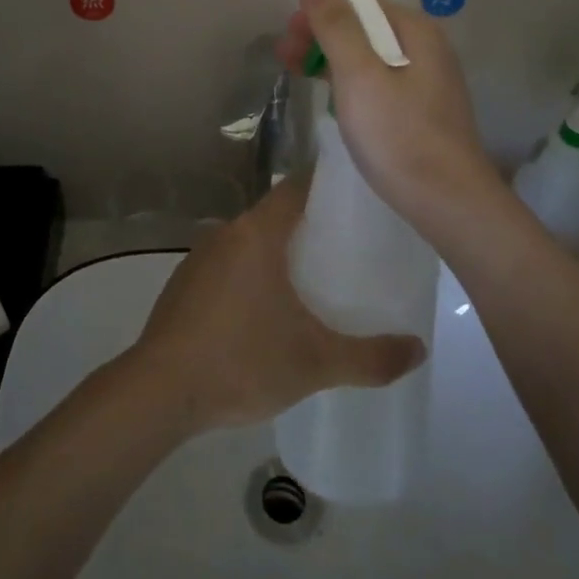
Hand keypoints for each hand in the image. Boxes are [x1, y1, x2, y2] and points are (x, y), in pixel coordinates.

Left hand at [127, 176, 426, 432]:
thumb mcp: (316, 363)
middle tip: (350, 247)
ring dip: (279, 252)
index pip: (298, 188)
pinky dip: (252, 273)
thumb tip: (419, 349)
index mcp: (257, 233)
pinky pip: (229, 264)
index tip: (359, 199)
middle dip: (311, 225)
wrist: (159, 391)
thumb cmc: (242, 361)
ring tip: (315, 278)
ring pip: (250, 241)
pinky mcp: (184, 284)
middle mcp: (226, 232)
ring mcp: (200, 257)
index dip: (329, 187)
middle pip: (276, 214)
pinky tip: (266, 309)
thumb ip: (371, 357)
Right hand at [277, 0, 503, 240]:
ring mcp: (424, 79)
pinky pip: (377, 80)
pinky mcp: (419, 109)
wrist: (448, 202)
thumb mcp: (359, 74)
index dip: (320, 7)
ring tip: (295, 73)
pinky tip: (331, 96)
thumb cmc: (399, 134)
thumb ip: (336, 24)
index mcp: (414, 30)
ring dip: (330, 57)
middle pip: (364, 25)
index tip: (288, 32)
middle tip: (284, 56)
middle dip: (321, 33)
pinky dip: (349, 81)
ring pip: (368, 54)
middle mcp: (424, 46)